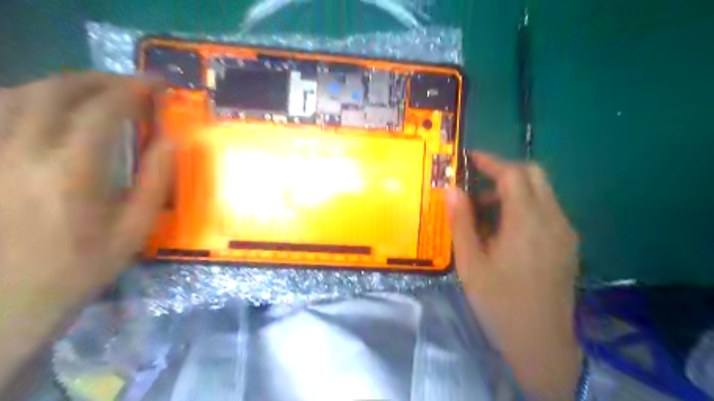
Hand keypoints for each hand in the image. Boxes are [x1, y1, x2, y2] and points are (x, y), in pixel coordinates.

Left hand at [0, 73, 171, 389]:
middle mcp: (24, 151)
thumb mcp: (135, 229)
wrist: (6, 302)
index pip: (105, 109)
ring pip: (20, 92)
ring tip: (96, 92)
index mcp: (74, 170)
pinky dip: (28, 97)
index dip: (135, 88)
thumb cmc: (81, 266)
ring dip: (65, 84)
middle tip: (132, 84)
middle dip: (102, 79)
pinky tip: (48, 107)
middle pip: (59, 90)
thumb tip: (171, 139)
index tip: (159, 85)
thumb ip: (156, 180)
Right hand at [448, 152, 582, 398]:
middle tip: (476, 183)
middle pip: (534, 175)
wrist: (541, 343)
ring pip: (542, 191)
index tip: (469, 159)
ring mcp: (565, 232)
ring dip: (513, 190)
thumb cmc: (499, 303)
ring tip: (484, 210)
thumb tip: (450, 189)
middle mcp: (553, 220)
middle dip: (504, 171)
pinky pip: (547, 209)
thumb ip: (461, 222)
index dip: (490, 162)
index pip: (513, 175)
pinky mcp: (568, 244)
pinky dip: (524, 205)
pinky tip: (504, 229)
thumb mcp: (471, 264)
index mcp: (527, 223)